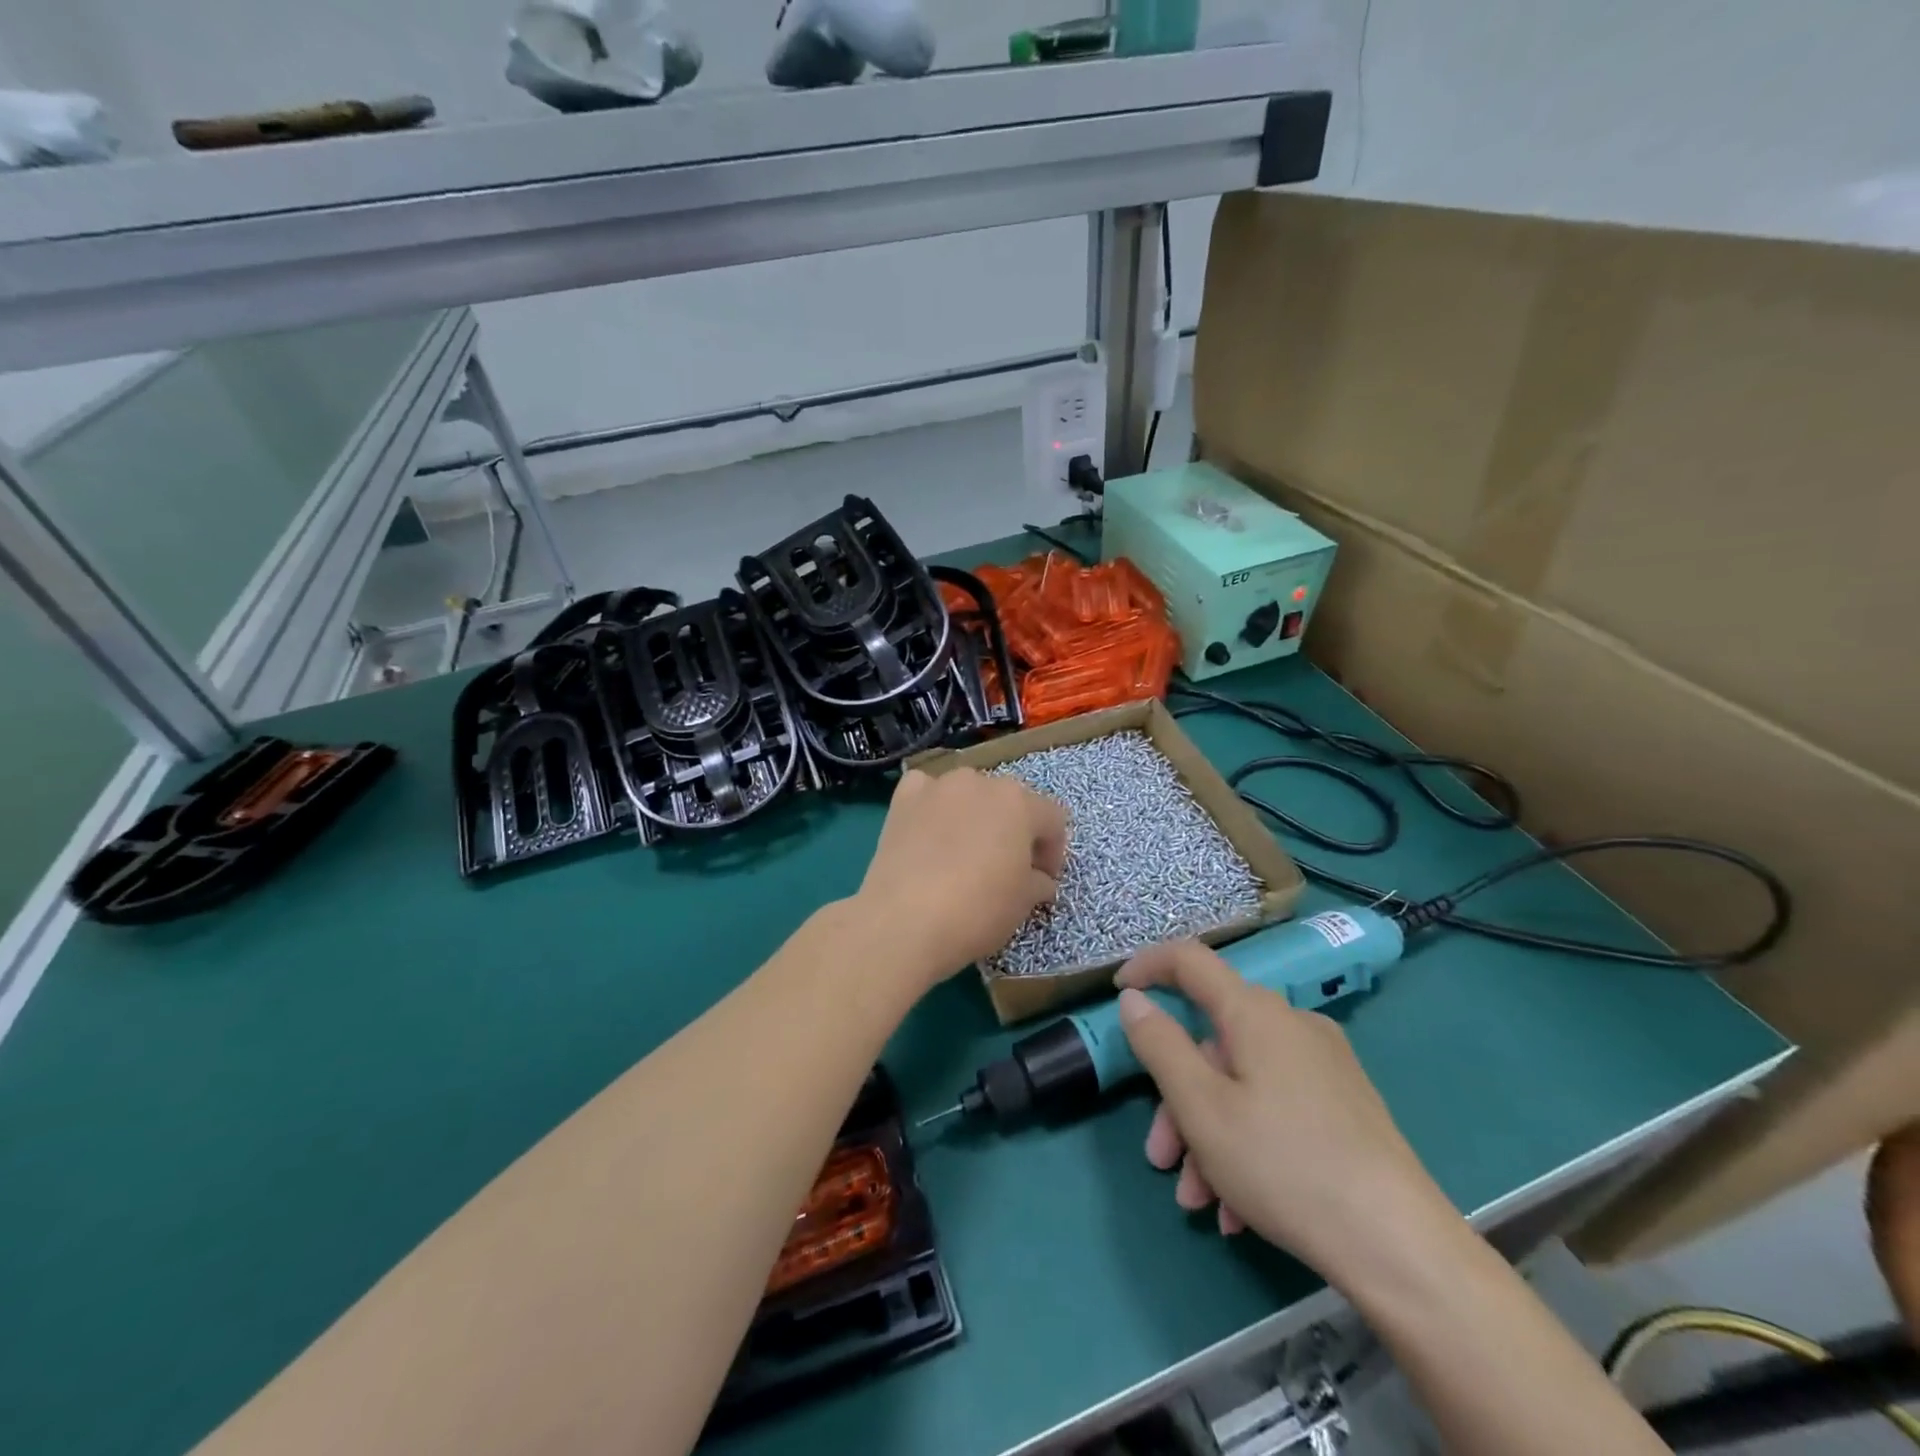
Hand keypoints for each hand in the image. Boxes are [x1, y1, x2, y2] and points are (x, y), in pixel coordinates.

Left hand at [854, 767, 1067, 989]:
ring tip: (964, 853)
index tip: (1043, 881)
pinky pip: (926, 792)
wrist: (904, 920)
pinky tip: (929, 833)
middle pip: (1009, 802)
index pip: (1052, 819)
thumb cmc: (977, 910)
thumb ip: (1040, 882)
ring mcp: (938, 786)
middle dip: (1014, 831)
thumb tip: (1039, 880)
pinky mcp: (903, 799)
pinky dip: (932, 807)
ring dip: (975, 817)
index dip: (1053, 852)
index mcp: (1019, 802)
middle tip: (1007, 868)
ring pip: (969, 794)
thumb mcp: (1024, 903)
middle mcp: (980, 782)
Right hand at [1114, 940, 1452, 1279]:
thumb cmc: (1285, 1164)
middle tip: (1160, 1157)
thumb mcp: (1202, 1107)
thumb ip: (1159, 1045)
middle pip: (1212, 1041)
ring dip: (1207, 1134)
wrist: (1401, 1247)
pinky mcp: (1343, 1105)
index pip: (1190, 960)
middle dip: (1177, 1098)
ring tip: (1200, 1201)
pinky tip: (1238, 1207)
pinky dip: (1245, 1144)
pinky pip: (1275, 1107)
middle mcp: (1290, 1025)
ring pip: (1241, 1082)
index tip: (1118, 992)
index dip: (1148, 966)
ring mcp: (1322, 1066)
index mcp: (1255, 1013)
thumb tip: (1134, 999)